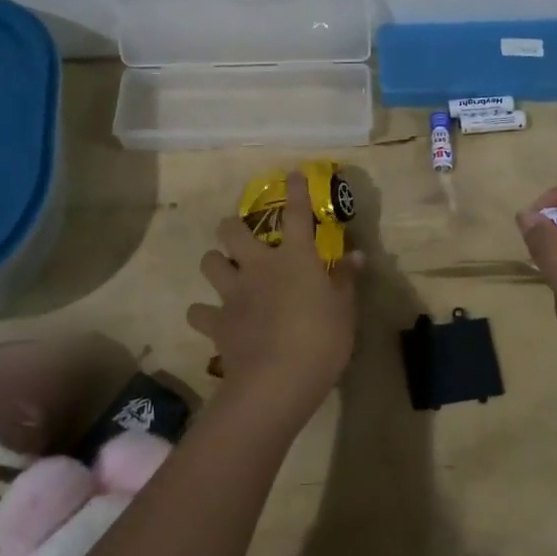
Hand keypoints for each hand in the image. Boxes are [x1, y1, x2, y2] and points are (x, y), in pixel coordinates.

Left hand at [187, 168, 361, 419]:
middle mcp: (258, 266)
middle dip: (233, 227)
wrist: (277, 380)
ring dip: (216, 264)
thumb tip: (356, 255)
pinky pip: (200, 312)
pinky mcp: (217, 322)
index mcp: (294, 257)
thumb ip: (346, 280)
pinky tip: (213, 320)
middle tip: (242, 237)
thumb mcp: (345, 310)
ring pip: (210, 262)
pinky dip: (205, 314)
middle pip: (232, 230)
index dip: (295, 191)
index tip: (292, 174)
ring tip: (225, 273)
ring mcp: (233, 292)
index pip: (296, 214)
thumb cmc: (321, 339)